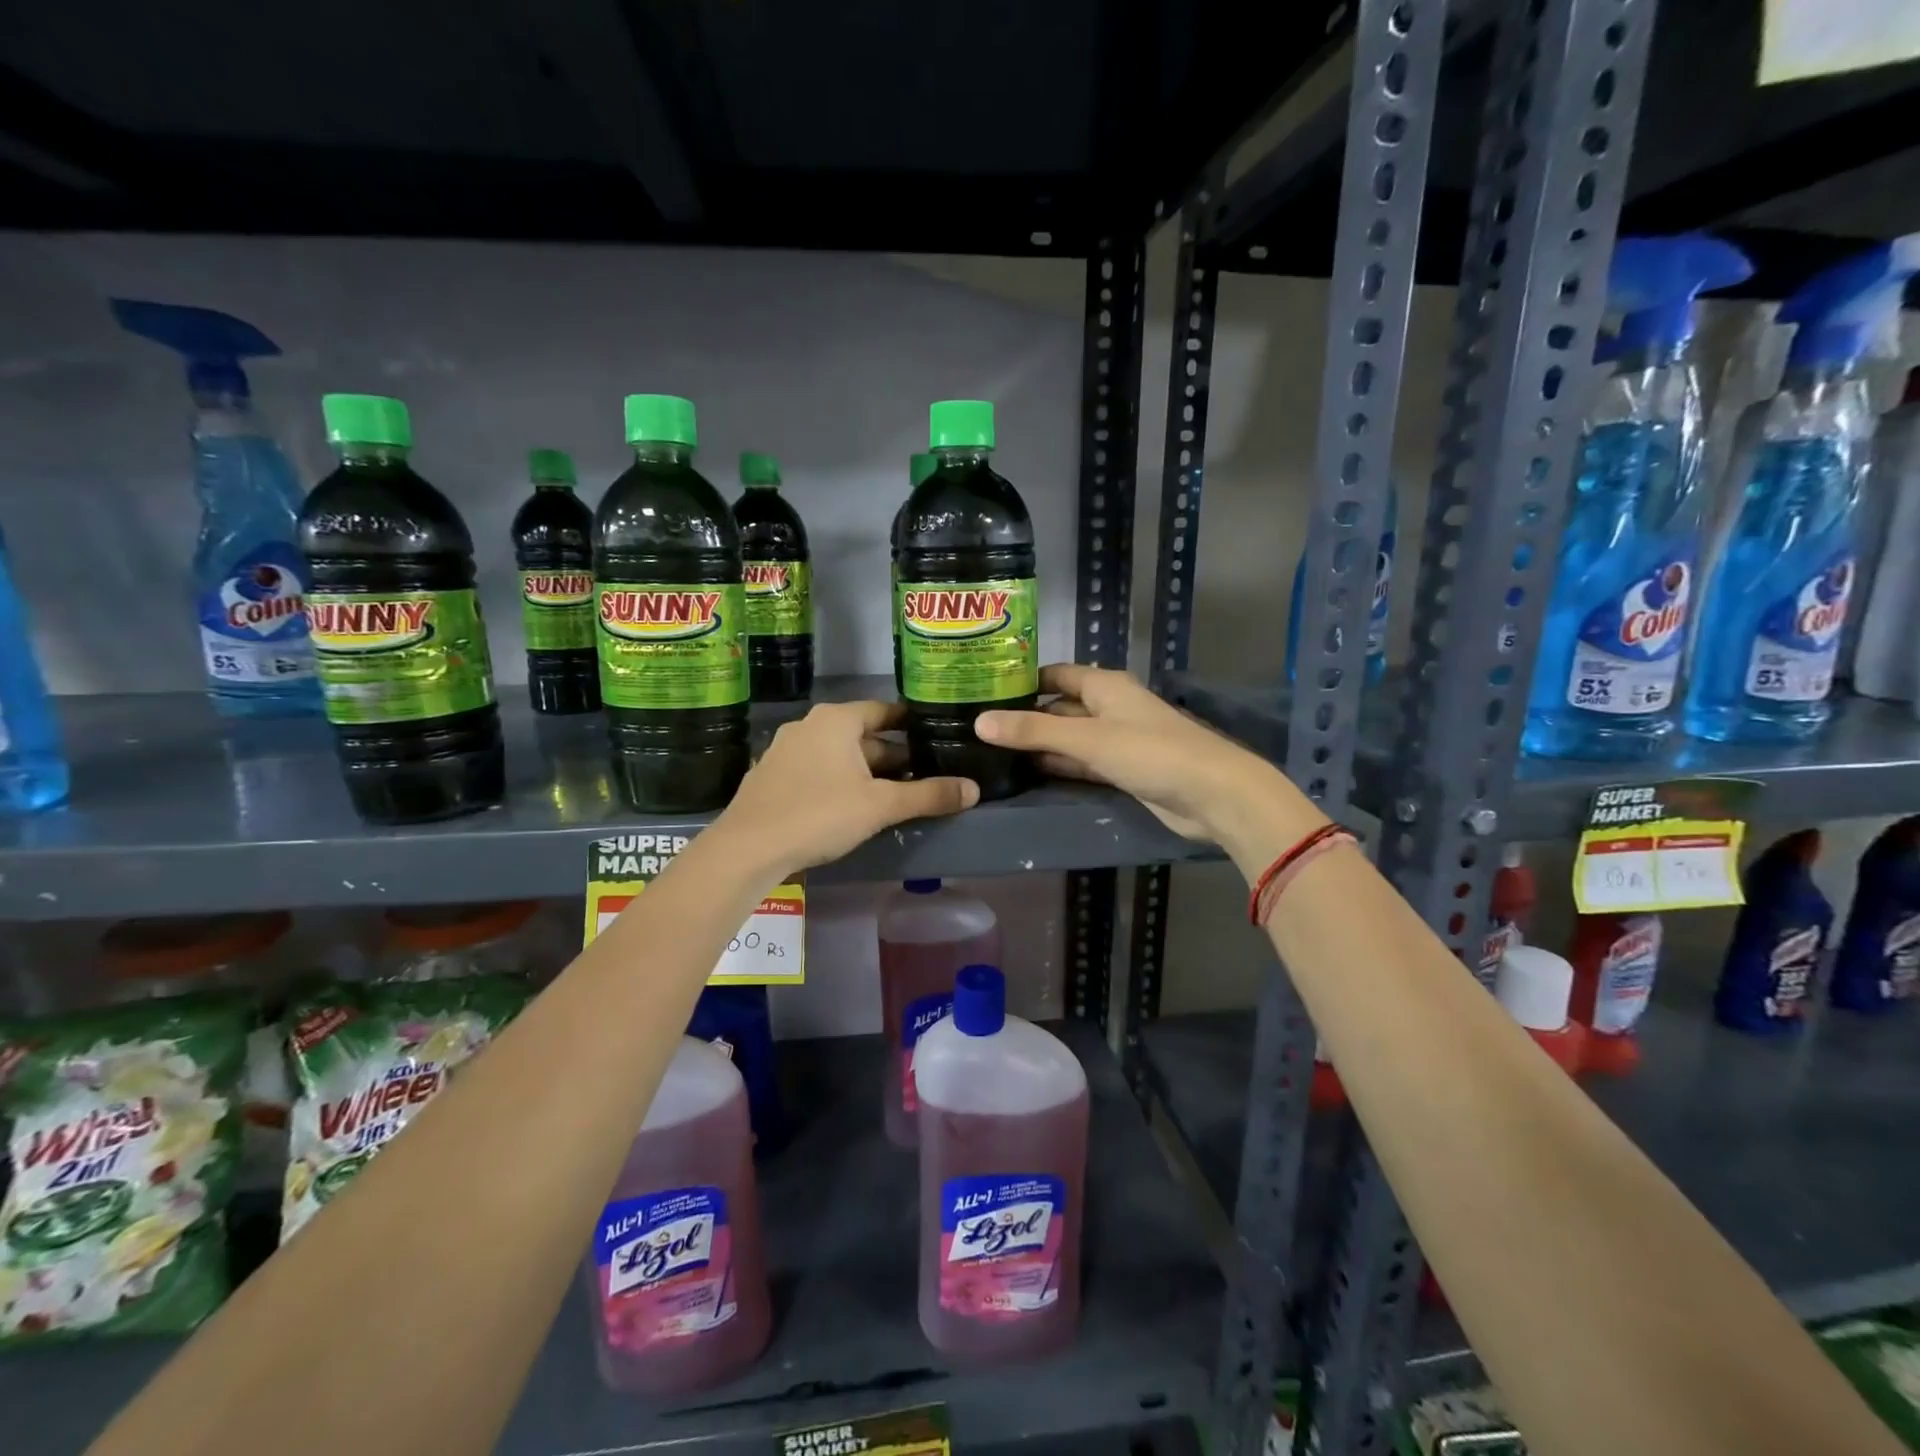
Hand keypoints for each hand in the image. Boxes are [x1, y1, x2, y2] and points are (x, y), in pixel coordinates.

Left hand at [713, 701, 977, 875]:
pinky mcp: (773, 776)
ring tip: (896, 794)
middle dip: (893, 755)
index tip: (935, 736)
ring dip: (867, 771)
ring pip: (840, 755)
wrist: (747, 848)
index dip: (911, 723)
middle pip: (863, 735)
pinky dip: (840, 781)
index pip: (884, 710)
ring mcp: (786, 750)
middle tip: (924, 774)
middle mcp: (810, 725)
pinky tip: (853, 807)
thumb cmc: (819, 814)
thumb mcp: (880, 806)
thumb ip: (928, 795)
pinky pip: (818, 770)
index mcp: (836, 720)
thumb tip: (973, 789)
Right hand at [975, 664, 1318, 853]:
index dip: (1022, 680)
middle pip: (1060, 706)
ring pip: (1069, 738)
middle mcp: (1109, 707)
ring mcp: (1117, 741)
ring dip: (1040, 744)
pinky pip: (1082, 763)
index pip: (1055, 675)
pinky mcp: (1123, 771)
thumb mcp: (1088, 739)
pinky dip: (1059, 766)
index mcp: (1105, 686)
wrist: (1213, 795)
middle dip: (1026, 716)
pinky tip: (1028, 773)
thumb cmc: (1151, 753)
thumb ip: (1034, 731)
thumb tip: (980, 722)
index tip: (983, 689)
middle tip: (979, 727)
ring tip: (993, 751)